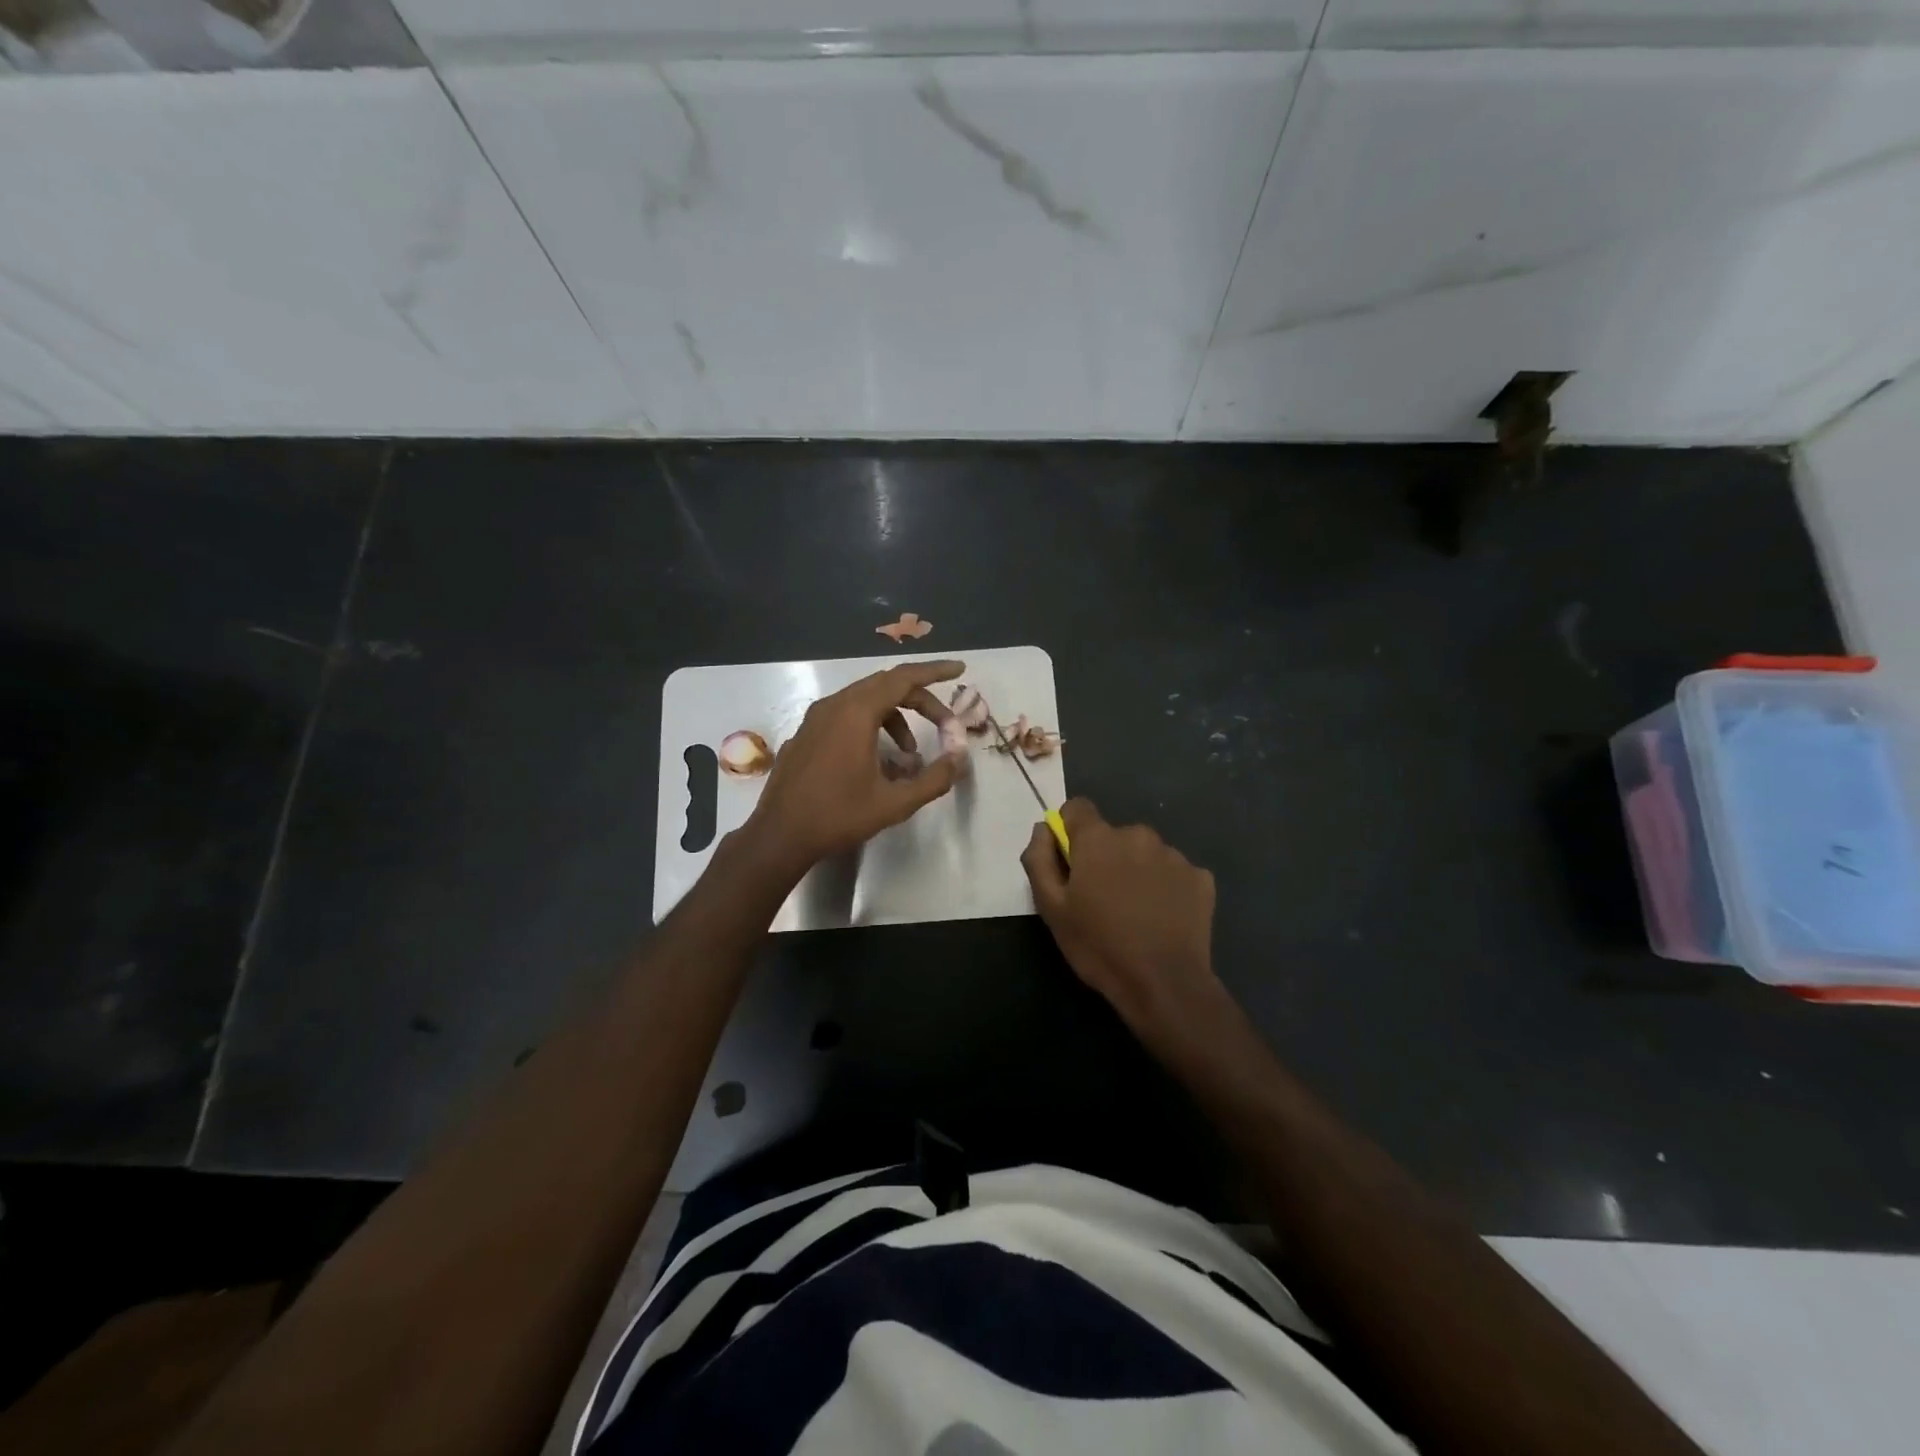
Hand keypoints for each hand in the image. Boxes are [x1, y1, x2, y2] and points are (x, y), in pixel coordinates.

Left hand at [743, 660, 966, 874]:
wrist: (779, 836)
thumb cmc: (838, 816)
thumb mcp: (895, 803)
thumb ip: (934, 778)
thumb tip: (960, 758)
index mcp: (856, 713)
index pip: (904, 678)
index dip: (934, 672)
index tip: (959, 670)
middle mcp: (834, 705)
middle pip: (886, 686)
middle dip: (919, 701)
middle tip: (944, 724)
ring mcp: (815, 718)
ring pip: (865, 702)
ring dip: (895, 719)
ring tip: (909, 756)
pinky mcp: (805, 734)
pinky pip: (845, 716)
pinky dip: (871, 727)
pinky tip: (877, 762)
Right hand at [1022, 798, 1226, 1048]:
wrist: (1164, 984)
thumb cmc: (1098, 946)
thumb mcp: (1051, 908)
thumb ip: (1039, 860)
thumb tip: (1043, 829)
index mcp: (1099, 839)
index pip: (1077, 808)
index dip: (1069, 831)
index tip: (1071, 862)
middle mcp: (1138, 834)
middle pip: (1113, 834)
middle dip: (1105, 857)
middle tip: (1102, 900)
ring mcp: (1174, 855)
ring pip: (1145, 853)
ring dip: (1136, 871)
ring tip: (1135, 913)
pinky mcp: (1201, 878)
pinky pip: (1174, 873)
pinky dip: (1166, 888)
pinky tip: (1163, 919)